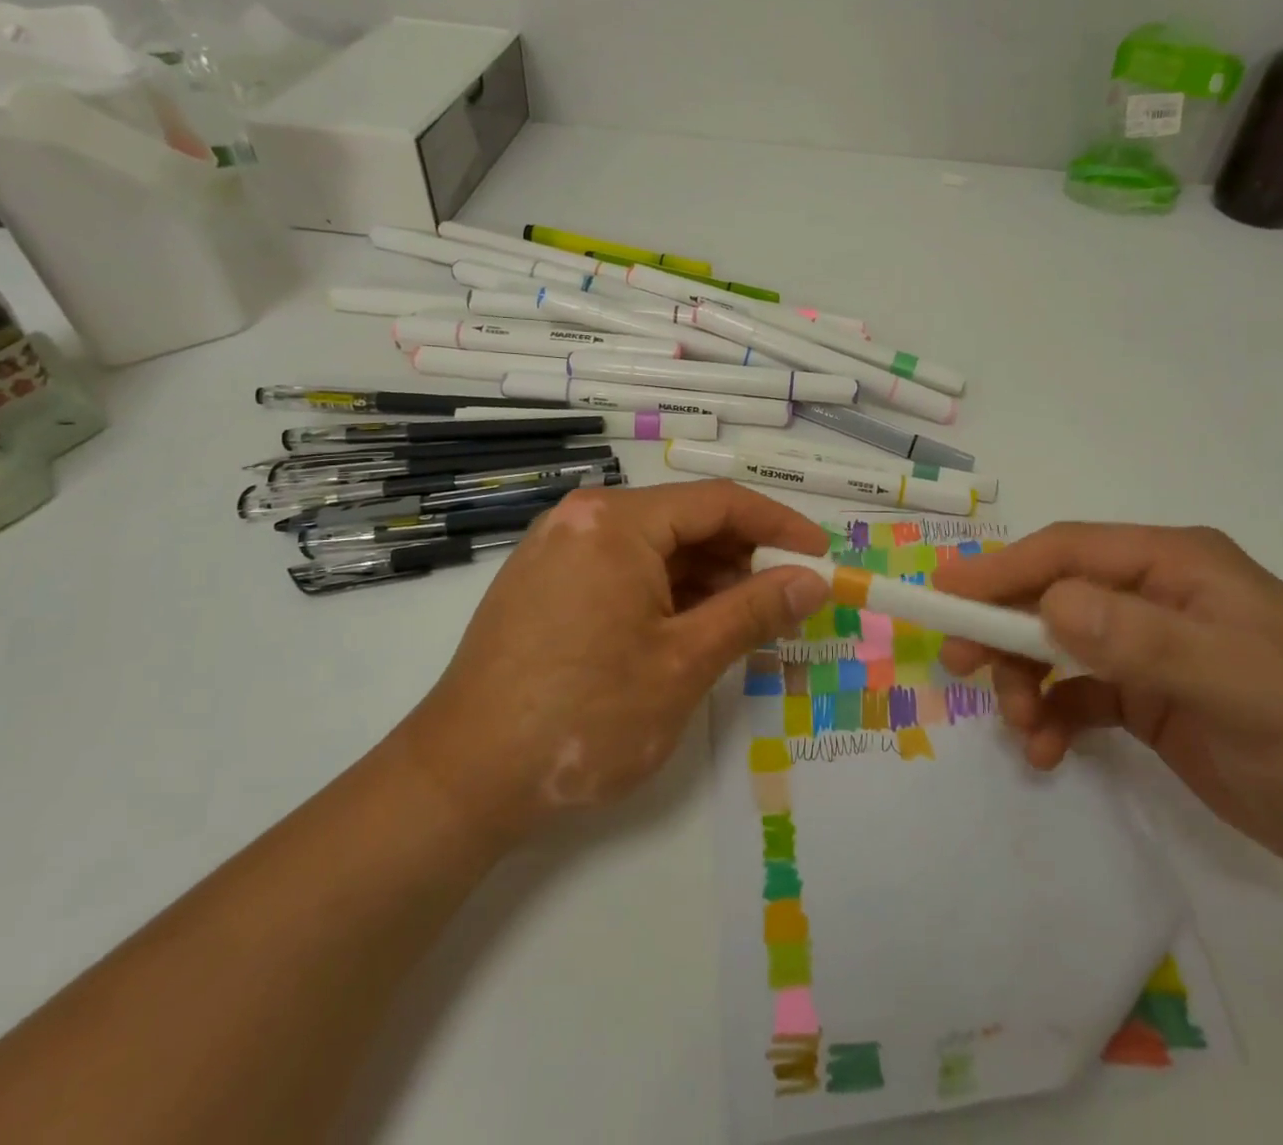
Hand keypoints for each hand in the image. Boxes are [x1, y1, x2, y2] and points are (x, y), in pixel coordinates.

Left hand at [397, 482, 829, 839]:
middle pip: (684, 521)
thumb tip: (813, 580)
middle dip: (740, 557)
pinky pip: (621, 569)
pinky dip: (664, 592)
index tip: (820, 555)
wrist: (462, 780)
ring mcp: (557, 549)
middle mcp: (583, 519)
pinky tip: (685, 631)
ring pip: (654, 548)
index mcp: (617, 522)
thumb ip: (755, 611)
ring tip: (738, 625)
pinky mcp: (543, 583)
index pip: (719, 502)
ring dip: (704, 579)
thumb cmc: (585, 716)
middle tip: (782, 602)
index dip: (779, 525)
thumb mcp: (685, 662)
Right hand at [935, 523, 1282, 875]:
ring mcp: (1146, 643)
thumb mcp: (1235, 683)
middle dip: (1004, 626)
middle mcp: (1154, 593)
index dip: (1003, 569)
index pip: (1070, 551)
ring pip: (1055, 642)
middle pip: (1052, 592)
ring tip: (1022, 728)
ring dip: (1025, 680)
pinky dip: (1050, 713)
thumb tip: (1051, 604)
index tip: (946, 594)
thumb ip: (1141, 639)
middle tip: (959, 661)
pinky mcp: (1143, 692)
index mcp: (1176, 564)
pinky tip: (1046, 748)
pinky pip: (1074, 690)